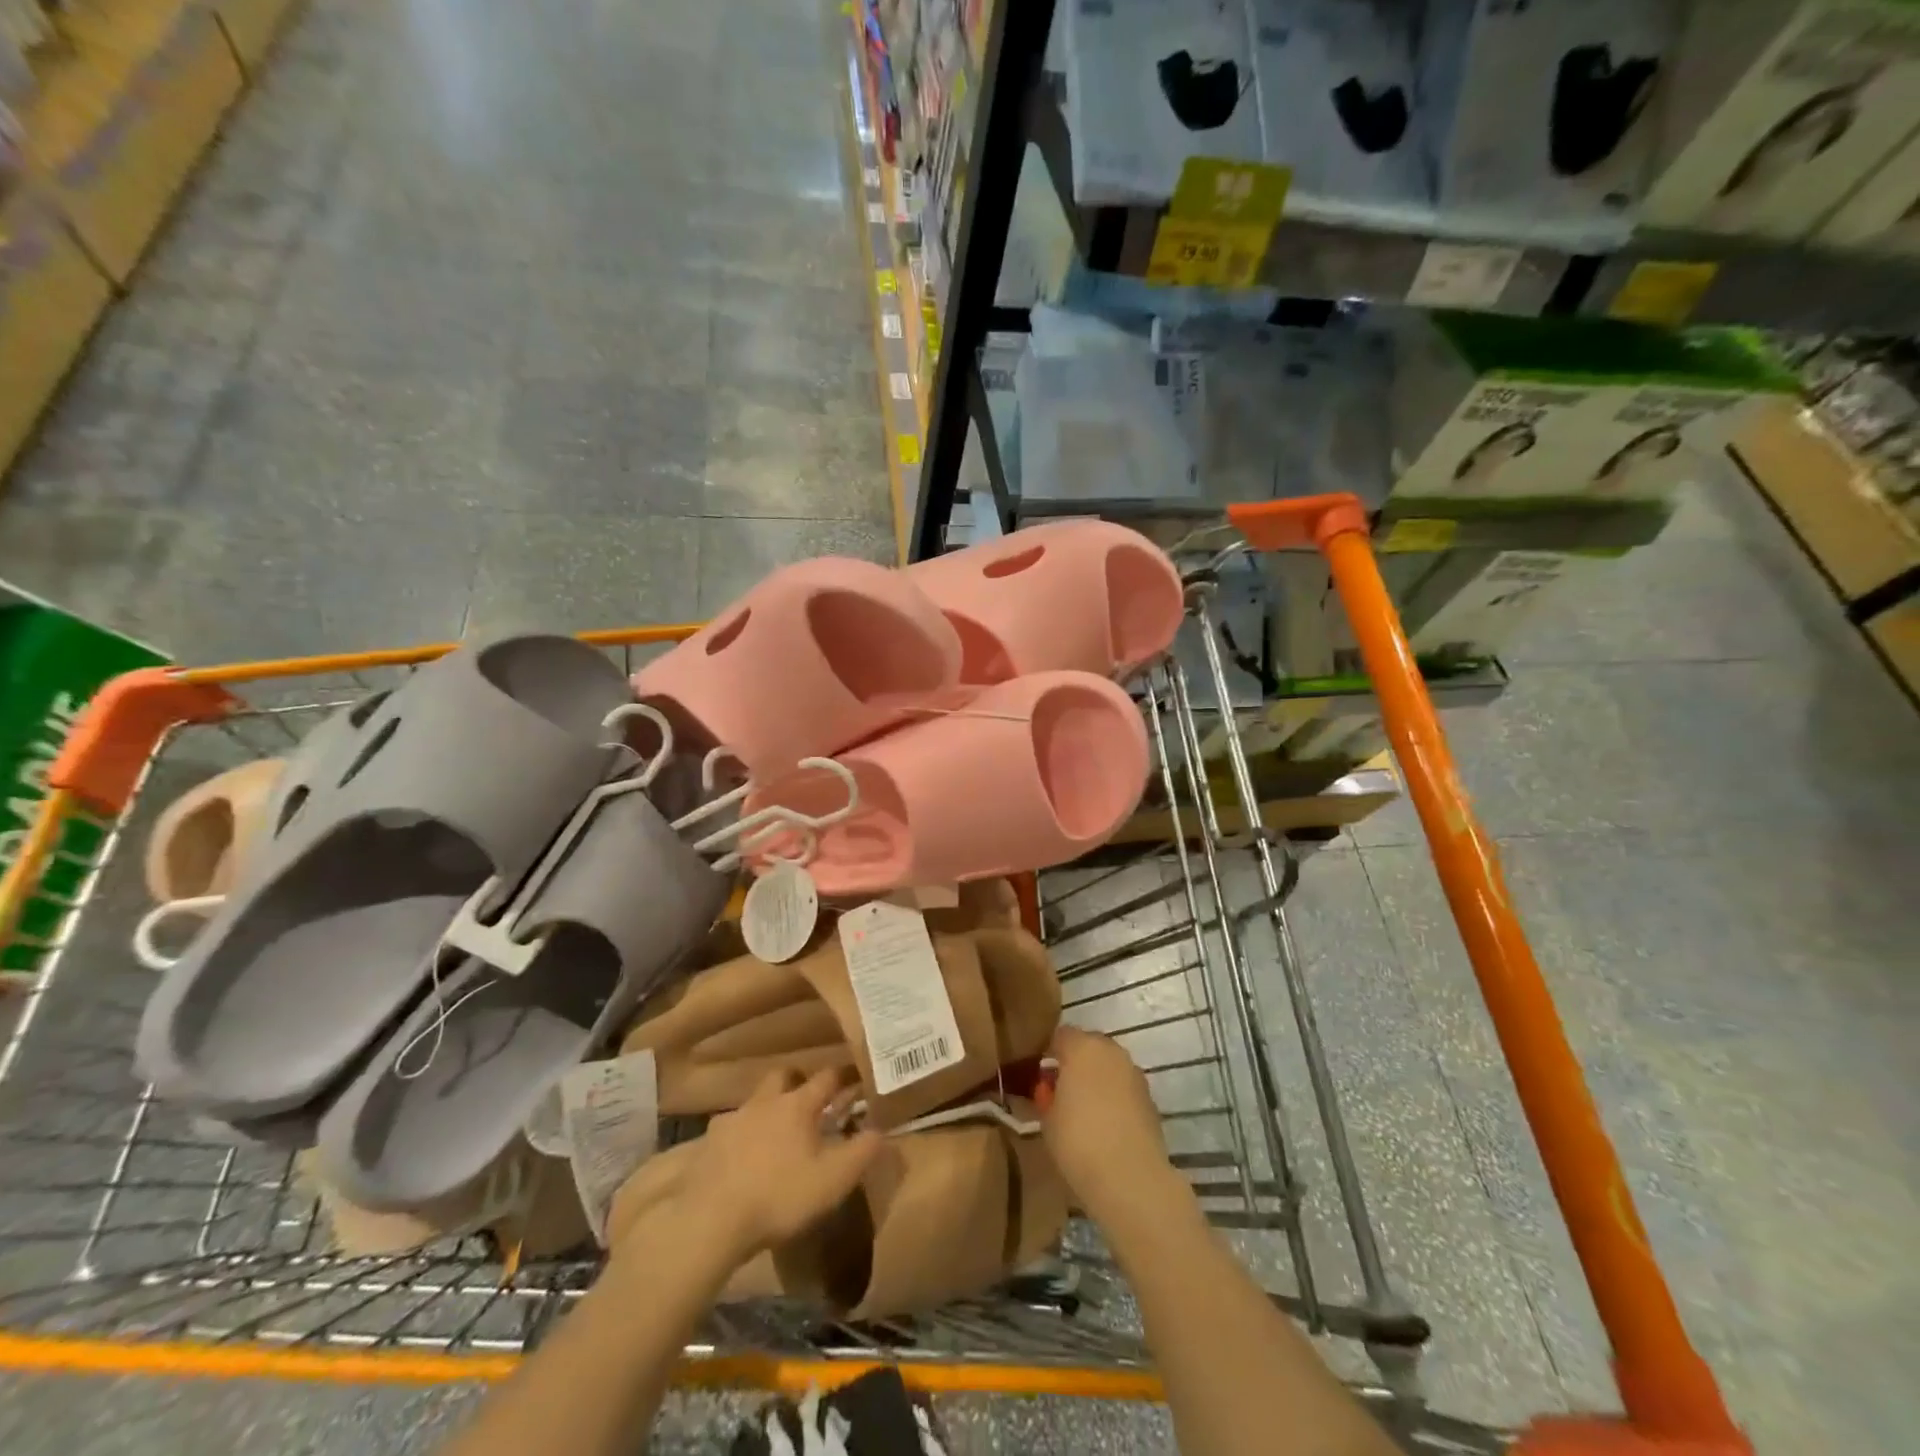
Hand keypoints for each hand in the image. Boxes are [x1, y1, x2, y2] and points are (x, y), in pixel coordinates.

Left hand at [612, 1069, 881, 1268]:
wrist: (710, 1222)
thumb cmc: (780, 1196)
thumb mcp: (833, 1180)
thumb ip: (862, 1152)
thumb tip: (882, 1128)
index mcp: (797, 1105)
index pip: (826, 1077)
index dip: (844, 1075)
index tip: (856, 1076)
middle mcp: (764, 1102)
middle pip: (783, 1076)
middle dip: (798, 1082)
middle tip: (810, 1101)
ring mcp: (731, 1121)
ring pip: (754, 1102)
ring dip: (767, 1110)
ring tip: (775, 1133)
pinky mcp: (707, 1145)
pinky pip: (730, 1130)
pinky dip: (741, 1137)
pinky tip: (743, 1158)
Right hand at [1041, 1026, 1173, 1218]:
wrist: (1130, 1177)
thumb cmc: (1078, 1141)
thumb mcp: (1046, 1119)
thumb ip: (1046, 1096)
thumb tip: (1049, 1089)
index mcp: (1082, 1047)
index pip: (1060, 1035)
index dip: (1049, 1054)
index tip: (1041, 1077)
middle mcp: (1111, 1051)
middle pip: (1088, 1046)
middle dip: (1075, 1064)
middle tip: (1062, 1093)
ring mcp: (1134, 1073)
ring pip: (1109, 1066)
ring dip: (1097, 1079)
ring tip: (1085, 1111)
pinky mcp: (1150, 1097)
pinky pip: (1124, 1087)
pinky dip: (1115, 1097)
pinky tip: (1107, 1125)